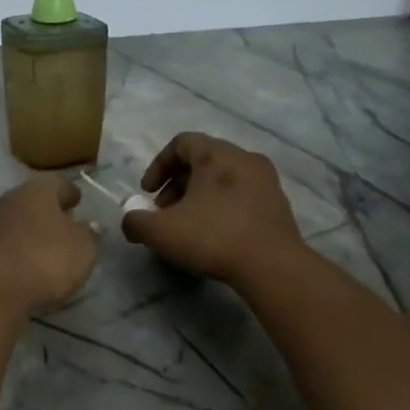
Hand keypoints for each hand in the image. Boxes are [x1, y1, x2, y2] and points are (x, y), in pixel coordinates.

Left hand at [0, 174, 99, 313]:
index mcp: (38, 189)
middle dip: (48, 210)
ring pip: (16, 219)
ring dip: (30, 229)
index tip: (78, 202)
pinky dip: (17, 247)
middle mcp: (10, 197)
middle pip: (33, 199)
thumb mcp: (83, 248)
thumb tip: (90, 225)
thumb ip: (89, 234)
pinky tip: (26, 261)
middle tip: (64, 224)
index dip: (70, 192)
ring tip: (46, 246)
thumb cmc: (47, 259)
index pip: (58, 183)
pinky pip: (5, 241)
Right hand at [122, 132, 303, 284]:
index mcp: (217, 154)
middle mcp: (244, 158)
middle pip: (202, 161)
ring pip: (222, 180)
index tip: (147, 193)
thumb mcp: (160, 231)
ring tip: (187, 227)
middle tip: (164, 213)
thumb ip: (136, 222)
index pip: (181, 143)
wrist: (273, 267)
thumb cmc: (213, 237)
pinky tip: (214, 236)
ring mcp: (266, 181)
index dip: (158, 166)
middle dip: (176, 186)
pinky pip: (242, 196)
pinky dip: (222, 207)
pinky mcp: (279, 205)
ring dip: (199, 198)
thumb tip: (130, 221)